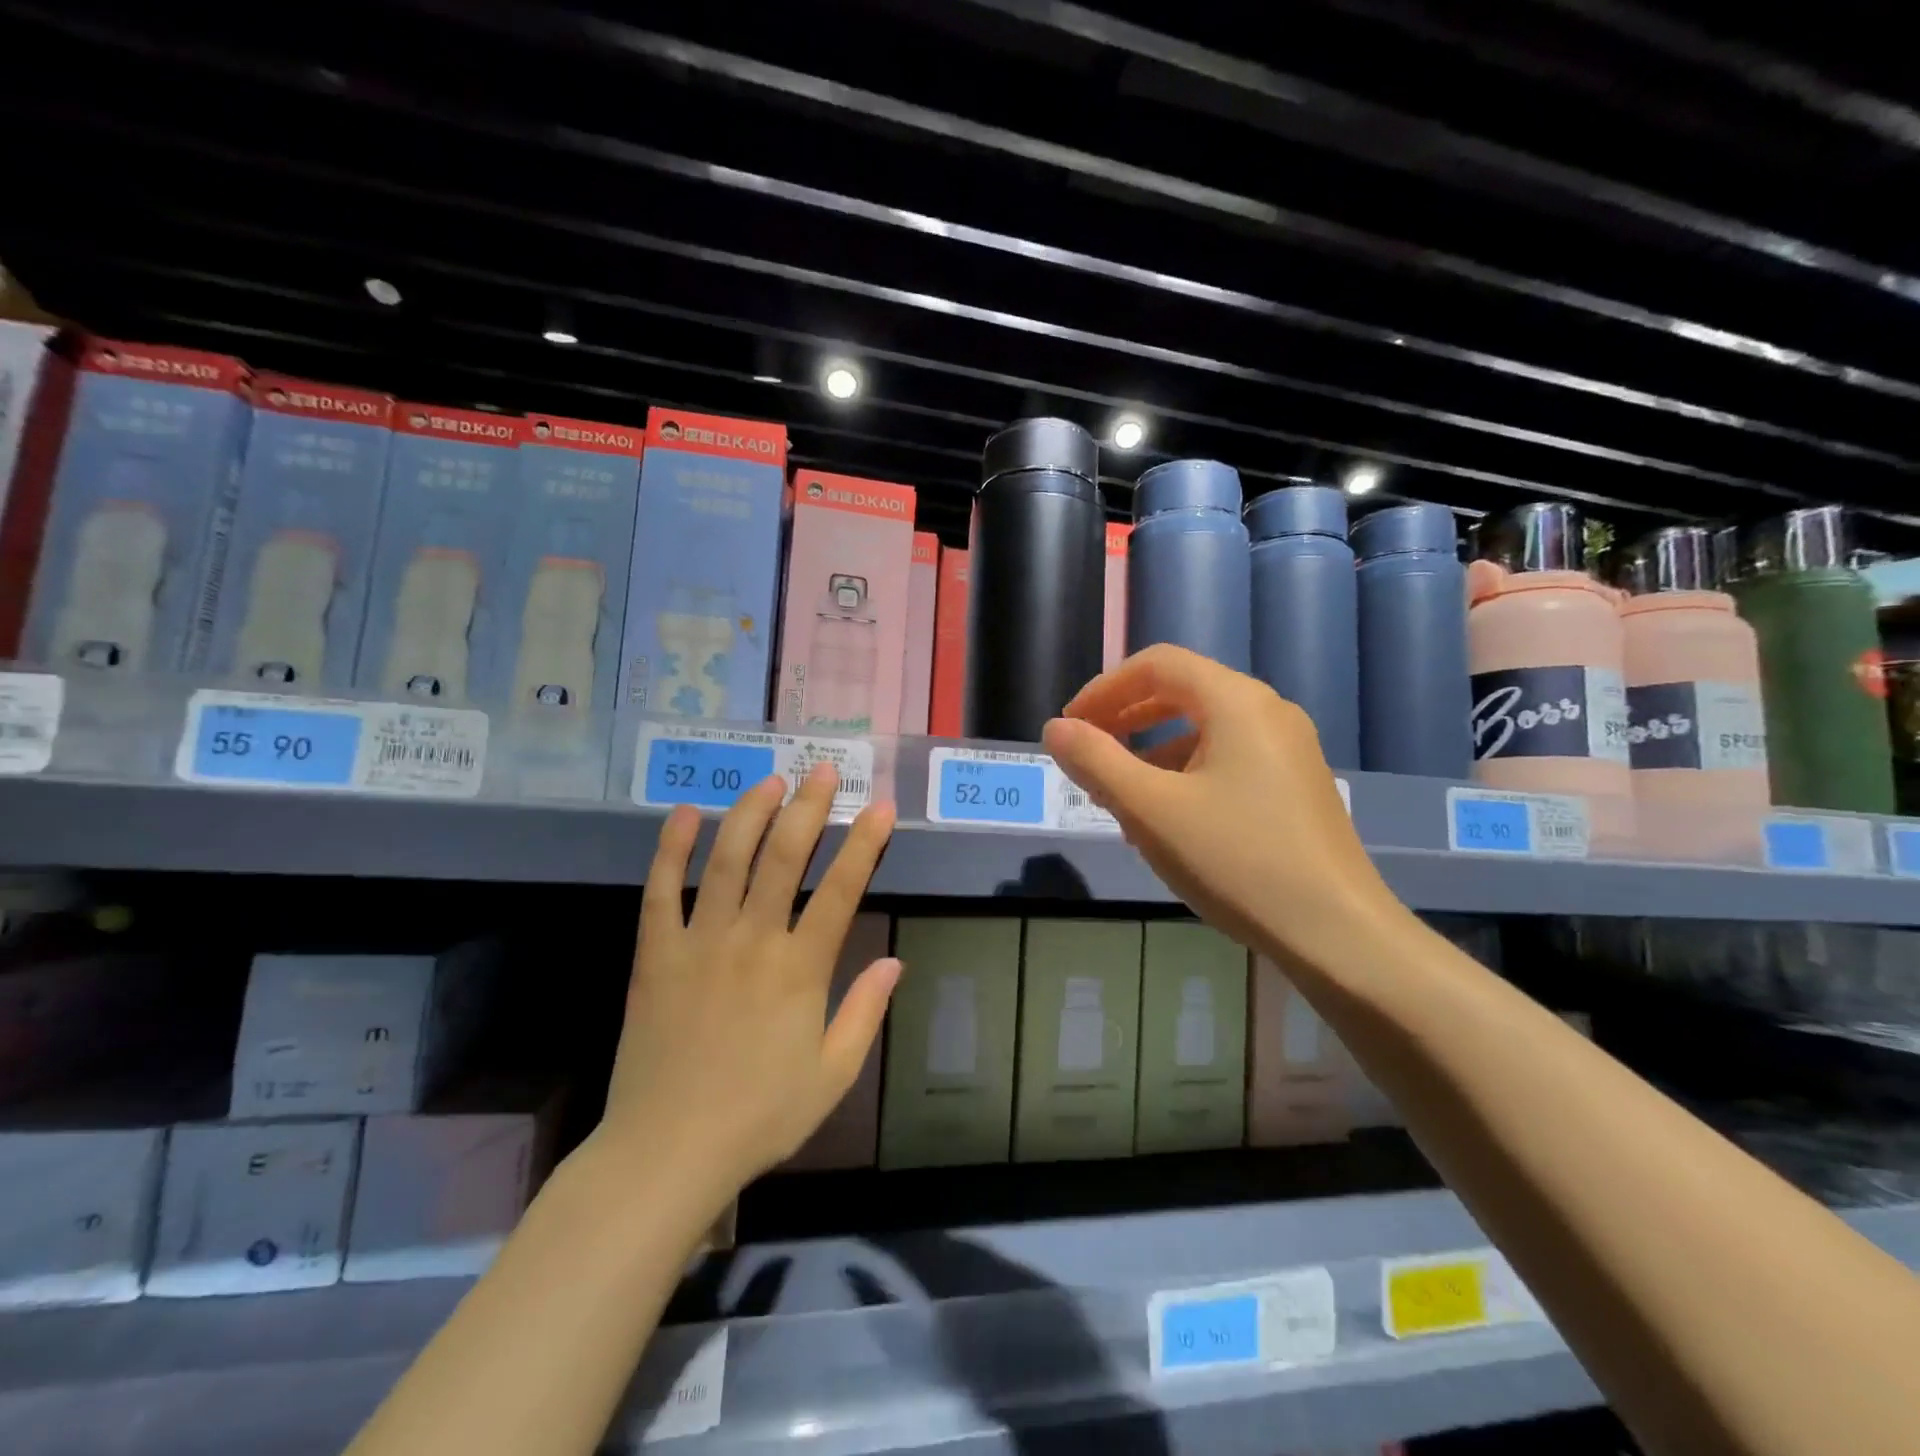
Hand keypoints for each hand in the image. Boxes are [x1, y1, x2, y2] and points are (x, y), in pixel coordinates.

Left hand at [592, 764, 898, 1198]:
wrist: (666, 1152)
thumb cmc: (759, 1117)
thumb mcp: (831, 1075)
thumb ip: (864, 1013)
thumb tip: (895, 962)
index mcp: (800, 970)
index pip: (841, 890)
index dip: (864, 844)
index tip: (880, 807)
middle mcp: (752, 942)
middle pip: (784, 858)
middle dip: (808, 808)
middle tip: (821, 771)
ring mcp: (699, 943)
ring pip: (727, 861)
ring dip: (750, 814)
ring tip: (769, 782)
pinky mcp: (655, 955)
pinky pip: (660, 891)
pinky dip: (672, 848)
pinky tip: (686, 814)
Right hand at [1041, 645, 1400, 963]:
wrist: (1338, 934)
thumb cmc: (1237, 861)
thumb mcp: (1150, 810)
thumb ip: (1096, 763)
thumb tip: (1055, 729)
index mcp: (1236, 702)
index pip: (1158, 665)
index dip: (1105, 688)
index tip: (1069, 726)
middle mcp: (1268, 712)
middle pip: (1183, 691)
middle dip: (1127, 717)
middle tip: (1088, 751)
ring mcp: (1289, 750)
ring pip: (1205, 729)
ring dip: (1153, 750)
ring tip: (1121, 795)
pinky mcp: (1297, 786)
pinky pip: (1229, 759)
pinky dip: (1186, 773)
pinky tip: (1169, 820)